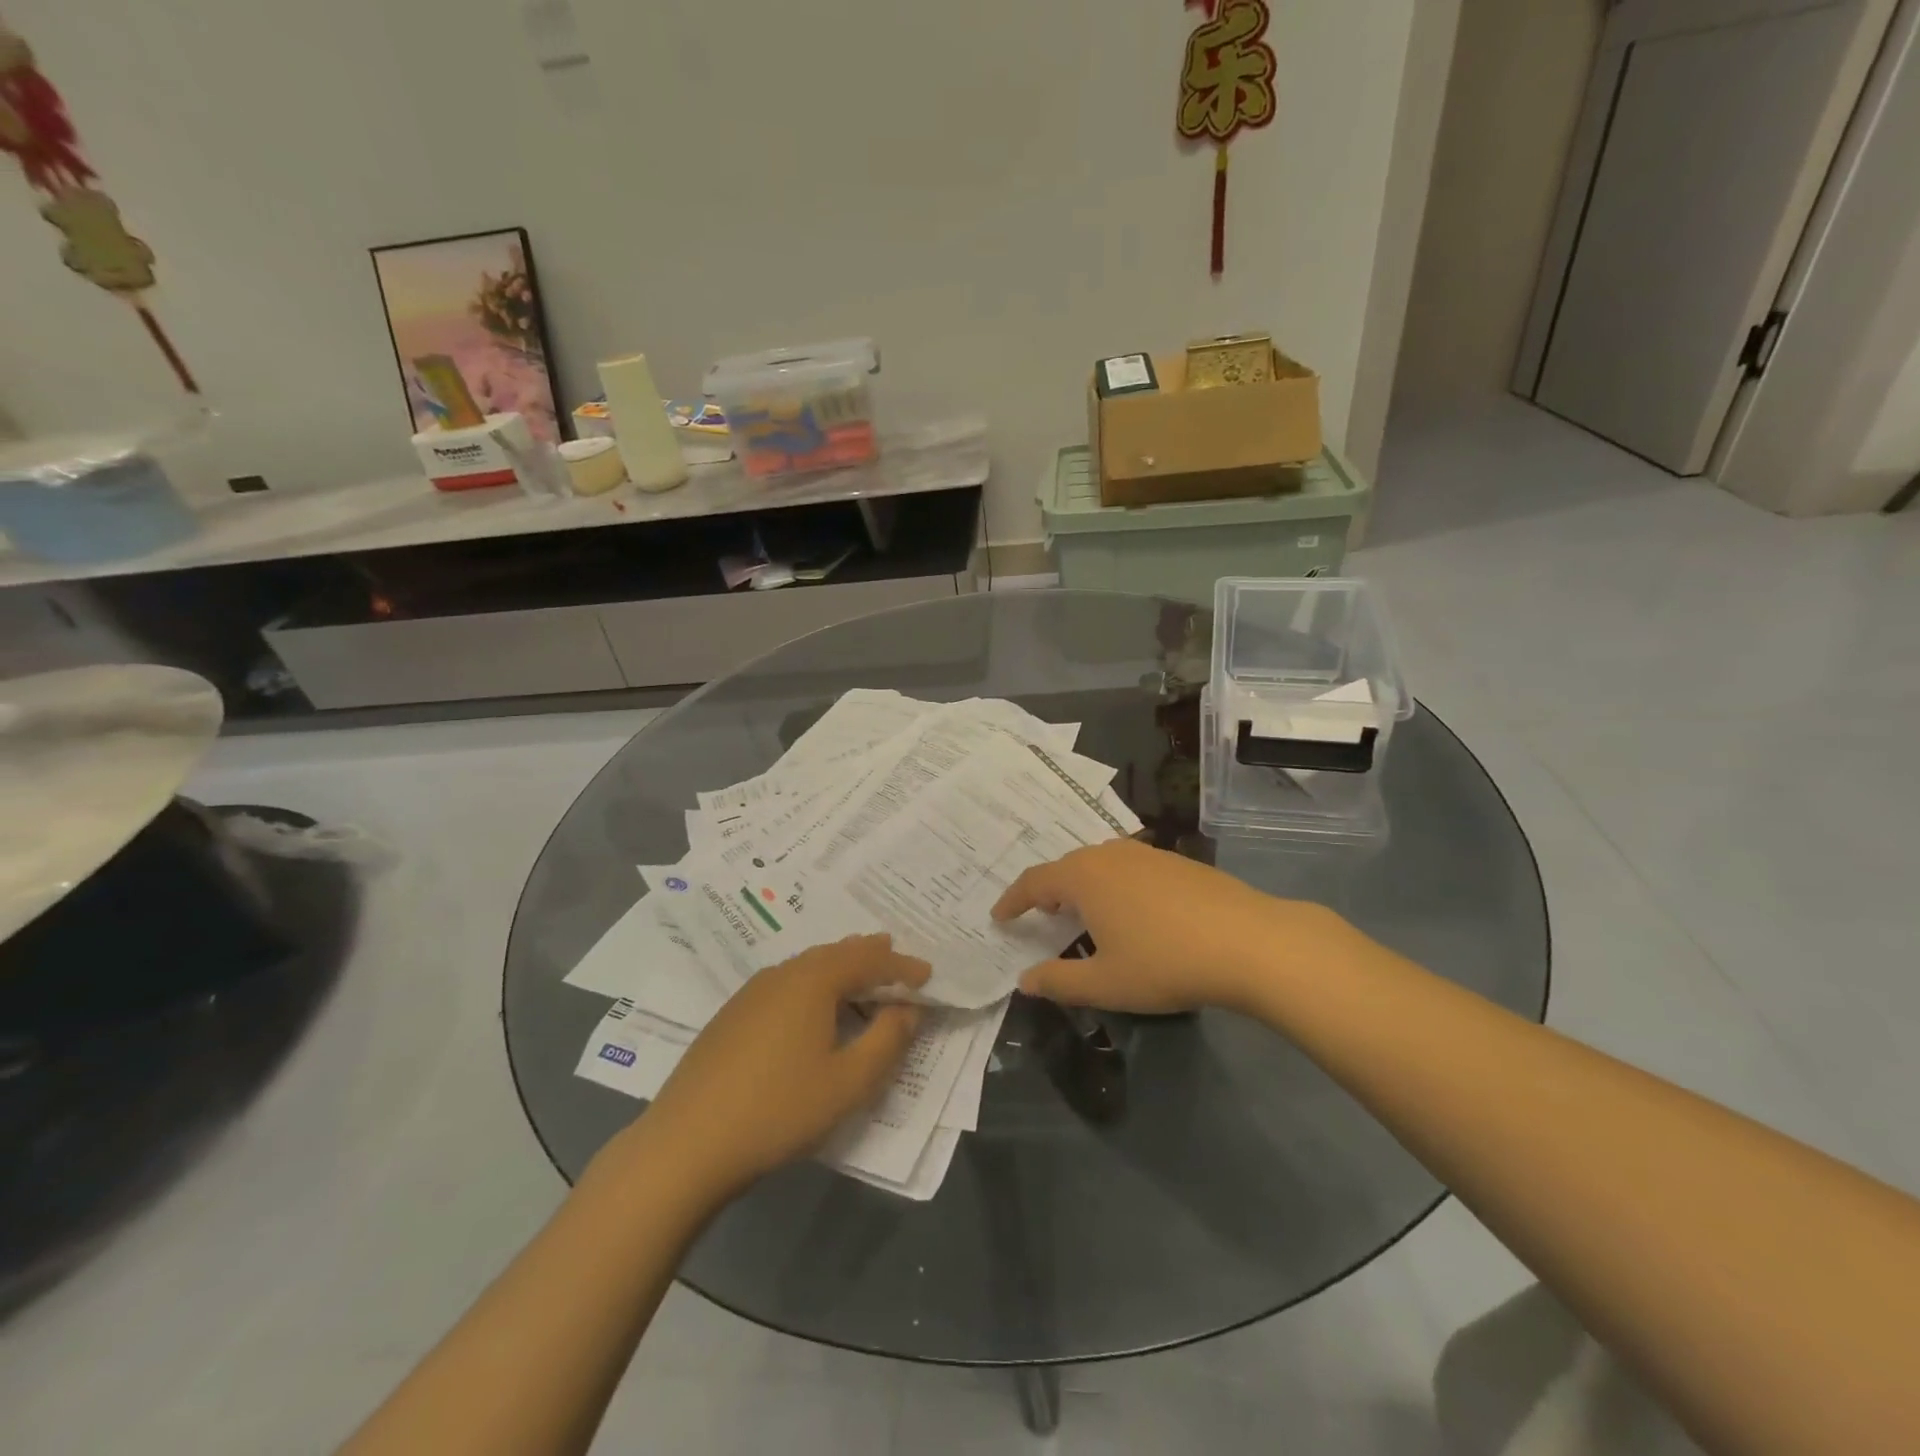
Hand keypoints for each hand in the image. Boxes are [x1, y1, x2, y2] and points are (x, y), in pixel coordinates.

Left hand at [632, 935, 928, 1201]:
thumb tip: (907, 1010)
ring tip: (860, 973)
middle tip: (894, 954)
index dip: (901, 966)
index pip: (868, 960)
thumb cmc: (778, 1110)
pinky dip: (813, 985)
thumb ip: (887, 1041)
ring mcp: (751, 993)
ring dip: (840, 968)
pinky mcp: (732, 1015)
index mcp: (814, 980)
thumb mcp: (848, 1082)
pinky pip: (786, 983)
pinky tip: (813, 1007)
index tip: (927, 974)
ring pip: (807, 967)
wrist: (686, 1144)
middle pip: (835, 953)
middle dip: (869, 955)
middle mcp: (783, 974)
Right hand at [992, 839, 1341, 1013]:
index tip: (999, 916)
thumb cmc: (1165, 963)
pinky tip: (1132, 912)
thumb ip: (1058, 981)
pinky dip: (1115, 886)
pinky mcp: (1178, 862)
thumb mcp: (1105, 983)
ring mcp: (1148, 854)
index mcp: (1084, 876)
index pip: (1034, 882)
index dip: (1013, 900)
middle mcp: (1110, 854)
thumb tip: (1024, 980)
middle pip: (1067, 867)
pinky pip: (1130, 868)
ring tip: (1083, 914)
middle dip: (1048, 891)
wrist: (1249, 942)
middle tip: (1040, 916)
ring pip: (1101, 864)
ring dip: (1083, 886)